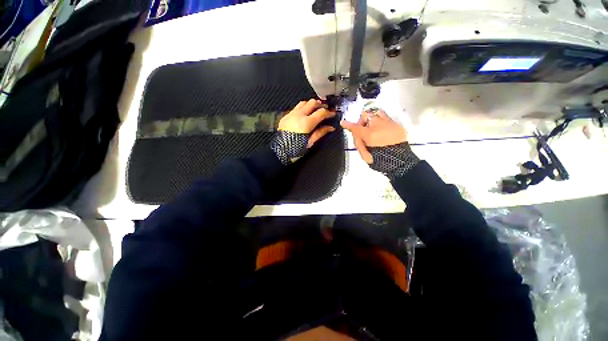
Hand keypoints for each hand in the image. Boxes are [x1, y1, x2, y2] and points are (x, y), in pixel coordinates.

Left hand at [279, 99, 336, 147]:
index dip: (329, 112)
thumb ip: (320, 133)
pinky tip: (305, 113)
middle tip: (326, 109)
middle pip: (312, 103)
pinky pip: (296, 107)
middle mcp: (298, 115)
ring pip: (303, 102)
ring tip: (316, 109)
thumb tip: (330, 128)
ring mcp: (291, 114)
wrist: (279, 151)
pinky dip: (303, 108)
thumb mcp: (310, 143)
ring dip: (311, 104)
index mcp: (306, 123)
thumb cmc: (295, 150)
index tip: (332, 114)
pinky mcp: (286, 116)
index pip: (321, 112)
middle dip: (321, 105)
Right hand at [340, 109, 406, 163]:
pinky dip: (382, 122)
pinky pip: (387, 118)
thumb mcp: (365, 154)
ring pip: (377, 112)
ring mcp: (388, 123)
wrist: (399, 161)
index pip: (355, 127)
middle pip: (365, 115)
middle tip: (362, 128)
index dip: (348, 125)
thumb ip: (358, 143)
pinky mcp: (396, 125)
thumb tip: (355, 134)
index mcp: (369, 134)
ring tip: (372, 125)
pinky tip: (382, 130)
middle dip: (361, 121)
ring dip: (372, 117)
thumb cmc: (380, 159)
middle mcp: (378, 126)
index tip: (343, 123)